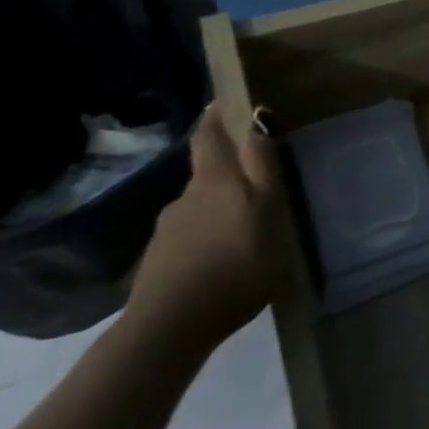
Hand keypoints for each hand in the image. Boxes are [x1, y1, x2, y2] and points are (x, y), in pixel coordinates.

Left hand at [125, 104, 290, 356]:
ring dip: (220, 207)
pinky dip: (208, 235)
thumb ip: (263, 169)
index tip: (224, 102)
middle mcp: (186, 198)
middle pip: (207, 172)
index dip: (216, 117)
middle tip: (257, 180)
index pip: (210, 137)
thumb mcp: (268, 213)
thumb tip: (257, 122)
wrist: (172, 325)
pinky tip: (223, 256)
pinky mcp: (160, 260)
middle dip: (228, 169)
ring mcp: (168, 230)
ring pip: (199, 205)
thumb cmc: (236, 263)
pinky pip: (190, 235)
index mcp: (215, 182)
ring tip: (245, 226)